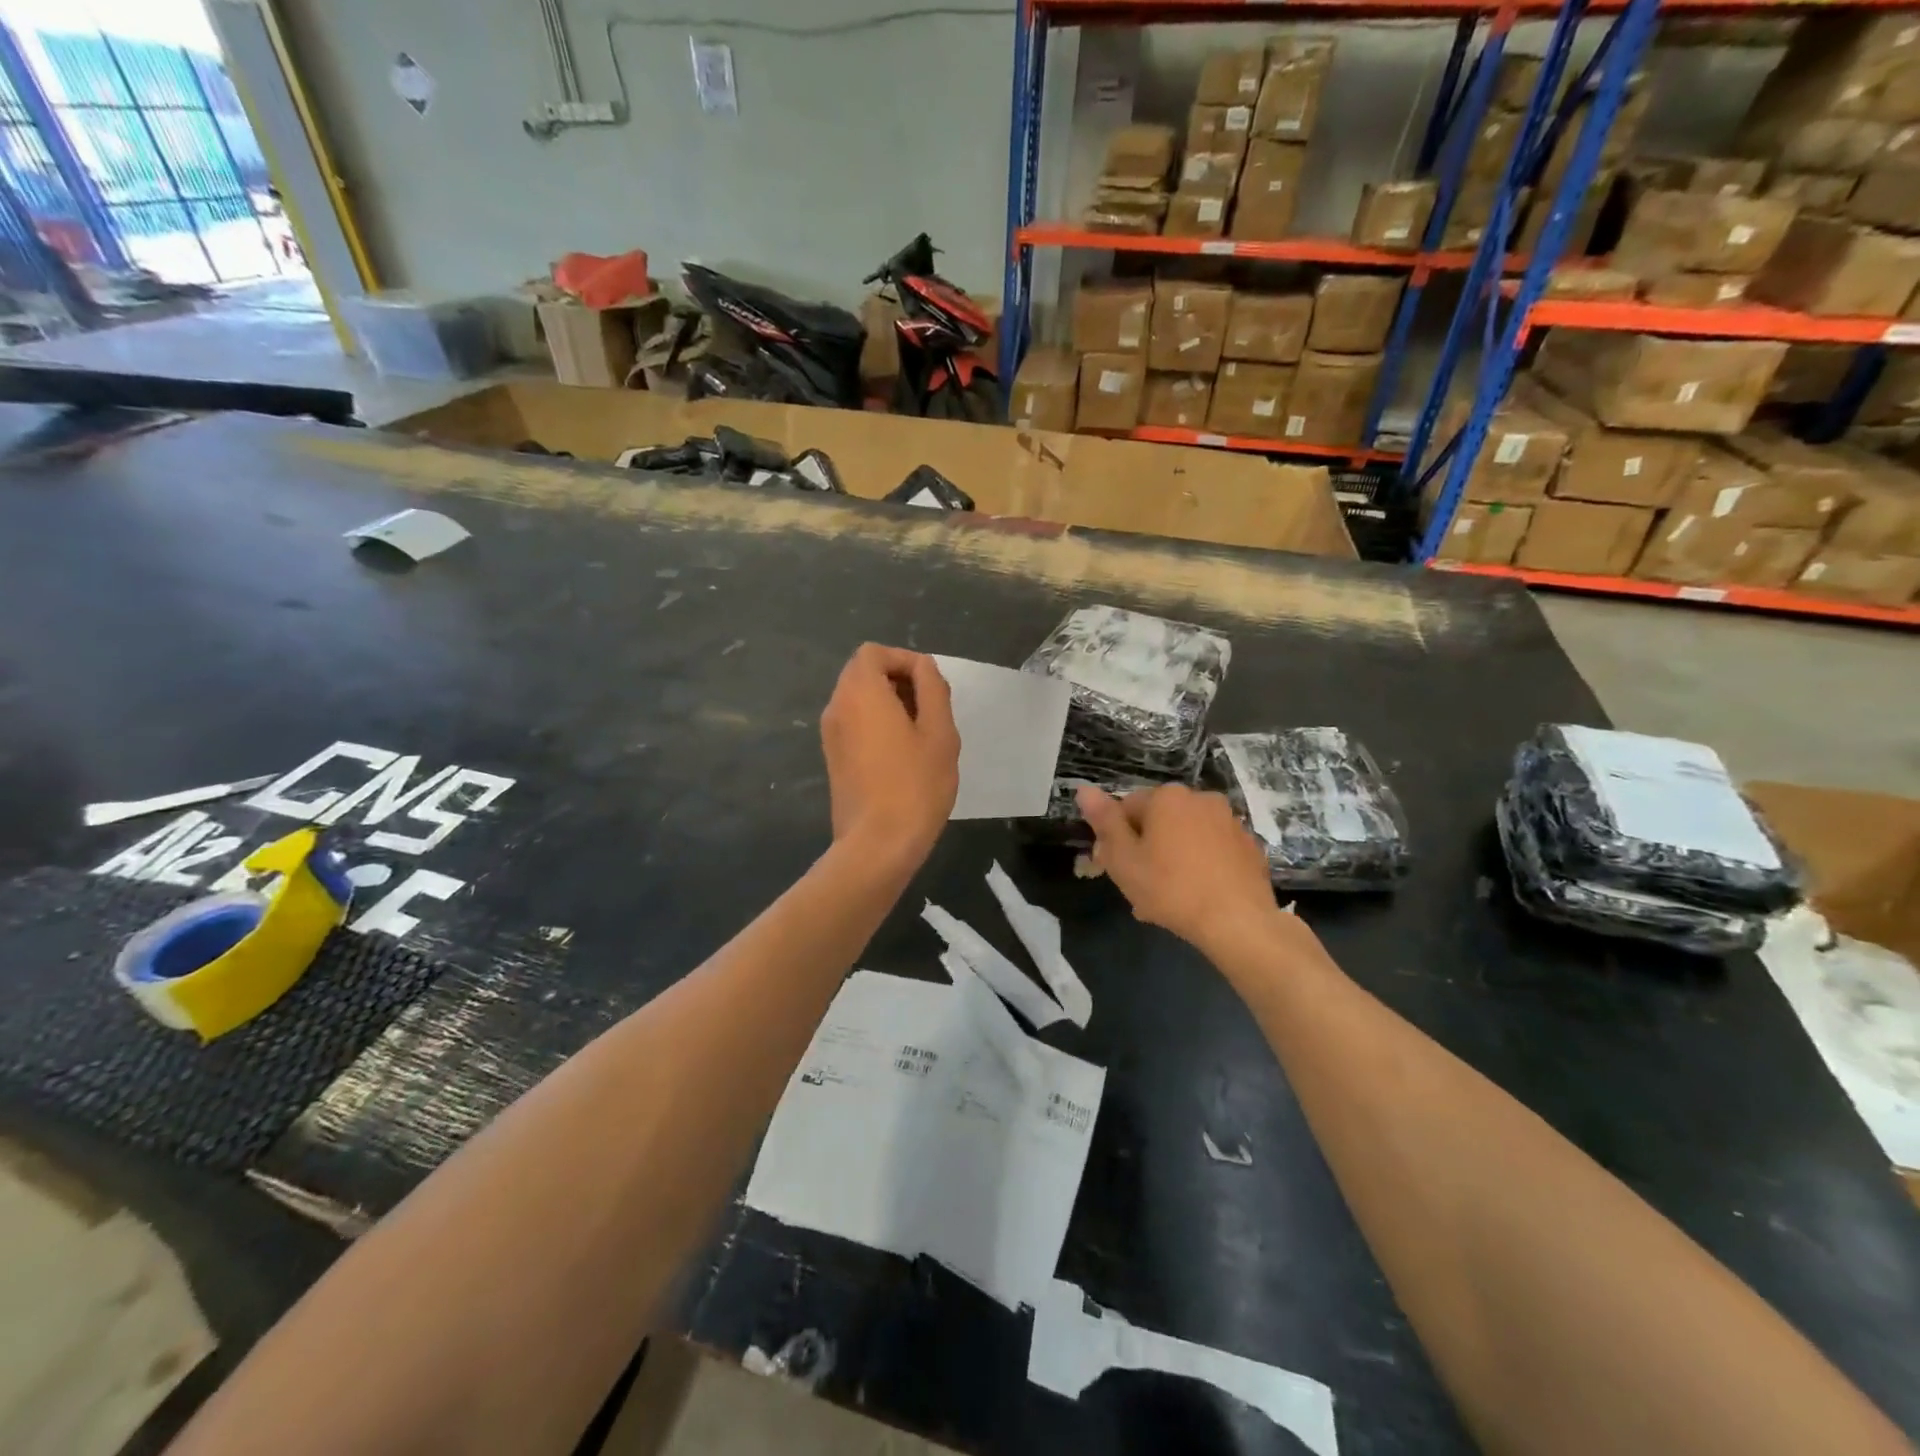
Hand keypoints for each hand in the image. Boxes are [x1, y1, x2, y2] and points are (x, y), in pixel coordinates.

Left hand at [820, 644, 959, 868]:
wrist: (877, 844)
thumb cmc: (915, 784)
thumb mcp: (939, 732)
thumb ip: (932, 689)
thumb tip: (923, 668)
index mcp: (860, 693)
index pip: (874, 653)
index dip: (905, 660)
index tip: (932, 686)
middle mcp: (837, 707)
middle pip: (863, 673)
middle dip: (899, 681)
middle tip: (931, 709)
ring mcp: (830, 735)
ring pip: (859, 700)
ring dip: (889, 704)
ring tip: (922, 734)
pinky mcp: (833, 758)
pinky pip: (854, 724)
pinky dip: (877, 724)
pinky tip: (903, 754)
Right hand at [1077, 783, 1278, 955]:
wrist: (1238, 922)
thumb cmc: (1171, 889)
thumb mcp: (1123, 859)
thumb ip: (1104, 821)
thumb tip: (1083, 789)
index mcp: (1166, 797)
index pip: (1126, 808)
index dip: (1116, 839)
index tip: (1116, 869)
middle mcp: (1200, 798)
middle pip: (1158, 821)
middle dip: (1146, 849)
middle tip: (1140, 888)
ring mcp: (1230, 821)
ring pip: (1186, 837)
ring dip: (1172, 858)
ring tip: (1167, 898)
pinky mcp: (1249, 846)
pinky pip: (1212, 851)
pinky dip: (1201, 866)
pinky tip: (1197, 896)